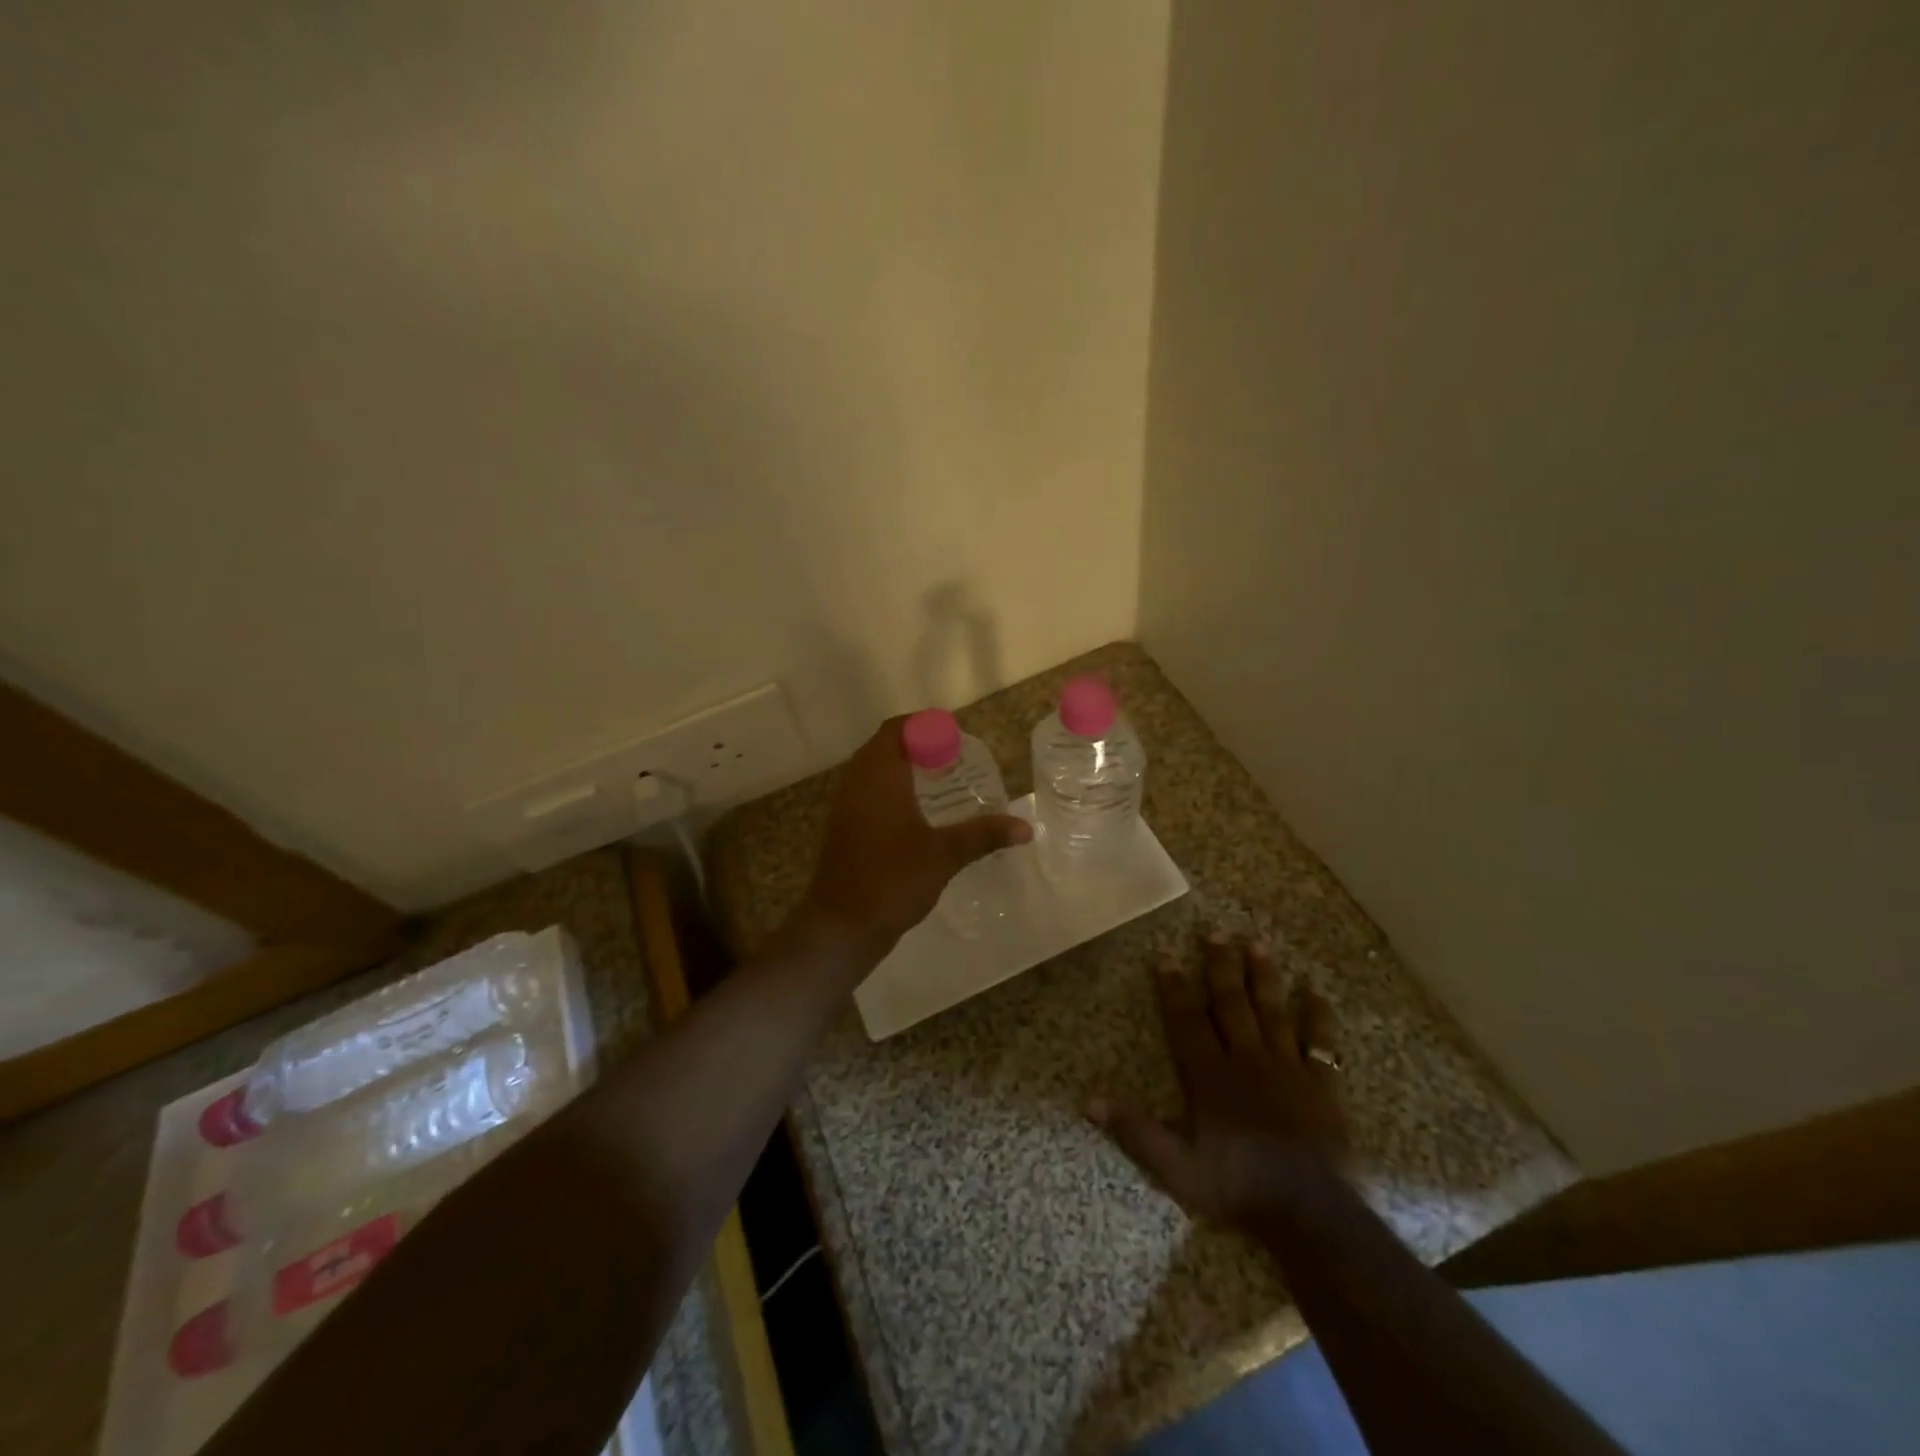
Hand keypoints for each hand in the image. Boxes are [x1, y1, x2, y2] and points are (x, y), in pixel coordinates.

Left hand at [802, 716, 1030, 952]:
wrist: (841, 926)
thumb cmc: (892, 879)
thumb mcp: (944, 855)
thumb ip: (983, 835)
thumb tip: (1025, 828)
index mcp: (878, 775)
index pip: (896, 729)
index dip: (924, 726)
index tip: (955, 738)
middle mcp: (856, 782)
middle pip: (884, 746)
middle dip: (917, 747)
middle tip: (953, 759)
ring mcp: (844, 806)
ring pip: (873, 771)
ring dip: (903, 769)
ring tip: (940, 783)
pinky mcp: (842, 828)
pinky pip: (867, 793)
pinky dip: (891, 791)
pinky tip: (917, 814)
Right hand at [1090, 934, 1348, 1228]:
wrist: (1311, 1214)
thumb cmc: (1238, 1187)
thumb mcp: (1176, 1167)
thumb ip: (1134, 1130)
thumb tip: (1089, 1101)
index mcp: (1210, 1076)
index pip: (1186, 1021)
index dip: (1173, 987)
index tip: (1165, 955)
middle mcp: (1247, 1060)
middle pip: (1231, 1004)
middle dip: (1220, 967)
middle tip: (1215, 932)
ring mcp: (1287, 1069)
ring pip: (1272, 1012)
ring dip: (1263, 977)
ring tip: (1257, 943)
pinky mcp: (1322, 1085)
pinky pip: (1320, 1042)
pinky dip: (1318, 1016)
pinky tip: (1316, 991)